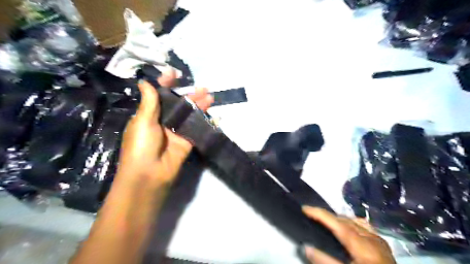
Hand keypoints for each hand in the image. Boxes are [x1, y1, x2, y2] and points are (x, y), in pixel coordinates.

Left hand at [116, 78, 214, 186]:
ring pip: (190, 115)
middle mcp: (164, 122)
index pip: (159, 95)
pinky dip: (206, 122)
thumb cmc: (141, 145)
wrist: (150, 175)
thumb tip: (143, 81)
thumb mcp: (142, 122)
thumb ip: (149, 102)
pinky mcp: (188, 141)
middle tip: (203, 87)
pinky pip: (197, 129)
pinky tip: (215, 116)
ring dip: (200, 106)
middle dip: (190, 95)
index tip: (174, 73)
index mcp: (150, 115)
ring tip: (210, 97)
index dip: (166, 84)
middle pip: (179, 104)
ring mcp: (177, 132)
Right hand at [301, 206, 395, 263]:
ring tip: (326, 222)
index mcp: (362, 244)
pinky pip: (363, 227)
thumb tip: (306, 247)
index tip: (304, 208)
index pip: (336, 222)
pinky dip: (351, 224)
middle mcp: (370, 237)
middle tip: (311, 216)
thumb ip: (326, 261)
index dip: (319, 213)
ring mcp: (378, 240)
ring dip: (337, 219)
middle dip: (326, 215)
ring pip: (354, 222)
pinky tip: (348, 228)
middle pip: (344, 220)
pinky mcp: (382, 245)